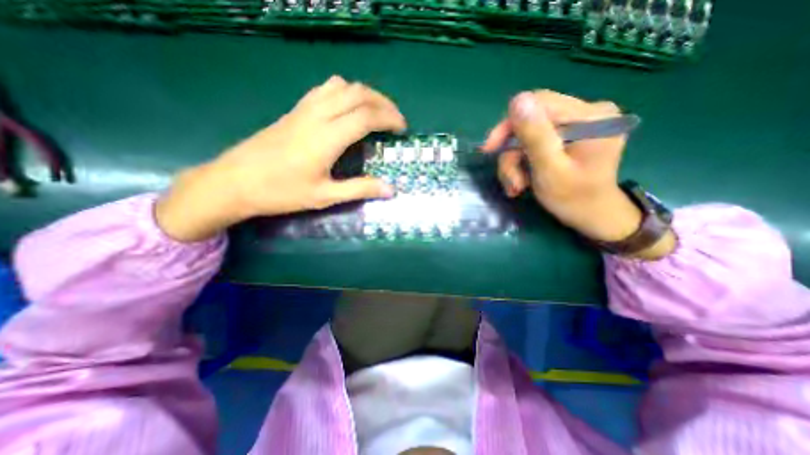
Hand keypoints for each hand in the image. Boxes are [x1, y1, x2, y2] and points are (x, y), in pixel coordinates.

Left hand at [155, 77, 404, 242]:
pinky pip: (325, 89)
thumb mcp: (325, 196)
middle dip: (382, 102)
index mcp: (327, 138)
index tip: (402, 129)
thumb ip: (360, 189)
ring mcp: (304, 109)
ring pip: (342, 86)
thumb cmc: (281, 192)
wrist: (234, 182)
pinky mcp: (295, 109)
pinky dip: (345, 91)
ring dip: (365, 94)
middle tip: (395, 119)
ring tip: (376, 111)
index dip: (389, 119)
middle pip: (358, 94)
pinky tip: (348, 107)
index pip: (366, 116)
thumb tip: (390, 189)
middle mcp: (317, 115)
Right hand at [484, 88, 673, 259]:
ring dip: (516, 162)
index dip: (509, 125)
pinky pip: (537, 141)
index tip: (490, 150)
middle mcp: (589, 112)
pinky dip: (524, 162)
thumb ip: (535, 137)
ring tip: (516, 186)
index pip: (539, 104)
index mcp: (591, 117)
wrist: (593, 216)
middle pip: (532, 121)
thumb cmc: (573, 199)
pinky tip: (524, 180)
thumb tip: (517, 100)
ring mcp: (581, 123)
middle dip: (513, 152)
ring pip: (529, 135)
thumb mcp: (550, 171)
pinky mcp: (572, 134)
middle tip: (509, 180)